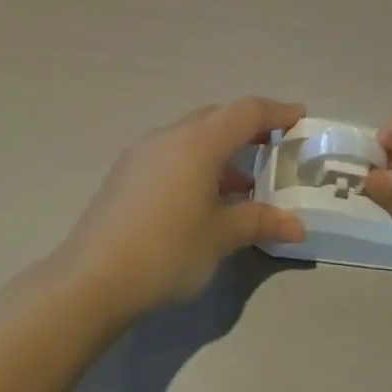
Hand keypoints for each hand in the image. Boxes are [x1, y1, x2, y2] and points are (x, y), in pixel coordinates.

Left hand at [59, 98, 308, 317]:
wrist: (92, 279)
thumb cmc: (168, 250)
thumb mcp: (221, 237)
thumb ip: (260, 222)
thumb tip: (296, 226)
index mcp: (199, 141)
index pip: (247, 112)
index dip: (277, 112)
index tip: (299, 117)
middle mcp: (170, 135)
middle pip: (217, 118)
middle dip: (248, 128)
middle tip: (274, 147)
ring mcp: (143, 153)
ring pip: (192, 136)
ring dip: (221, 151)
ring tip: (243, 184)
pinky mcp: (126, 174)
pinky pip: (172, 154)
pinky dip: (196, 164)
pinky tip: (203, 200)